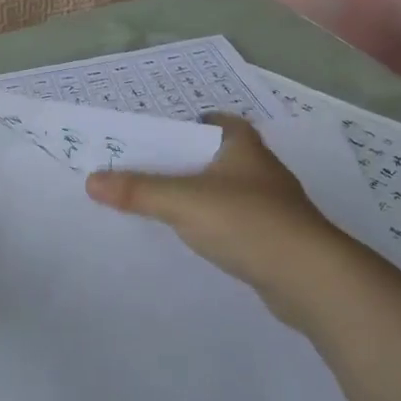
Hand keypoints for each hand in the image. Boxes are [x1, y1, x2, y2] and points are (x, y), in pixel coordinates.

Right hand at [85, 114, 352, 331]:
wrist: (310, 278)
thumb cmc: (247, 222)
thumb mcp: (184, 201)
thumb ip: (138, 191)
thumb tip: (91, 180)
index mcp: (243, 146)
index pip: (214, 122)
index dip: (187, 125)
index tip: (157, 138)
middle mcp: (260, 169)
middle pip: (214, 157)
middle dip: (184, 162)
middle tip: (146, 171)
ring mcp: (270, 205)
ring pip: (224, 191)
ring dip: (198, 195)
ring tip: (161, 204)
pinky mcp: (273, 237)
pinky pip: (234, 221)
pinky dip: (213, 224)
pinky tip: (194, 238)